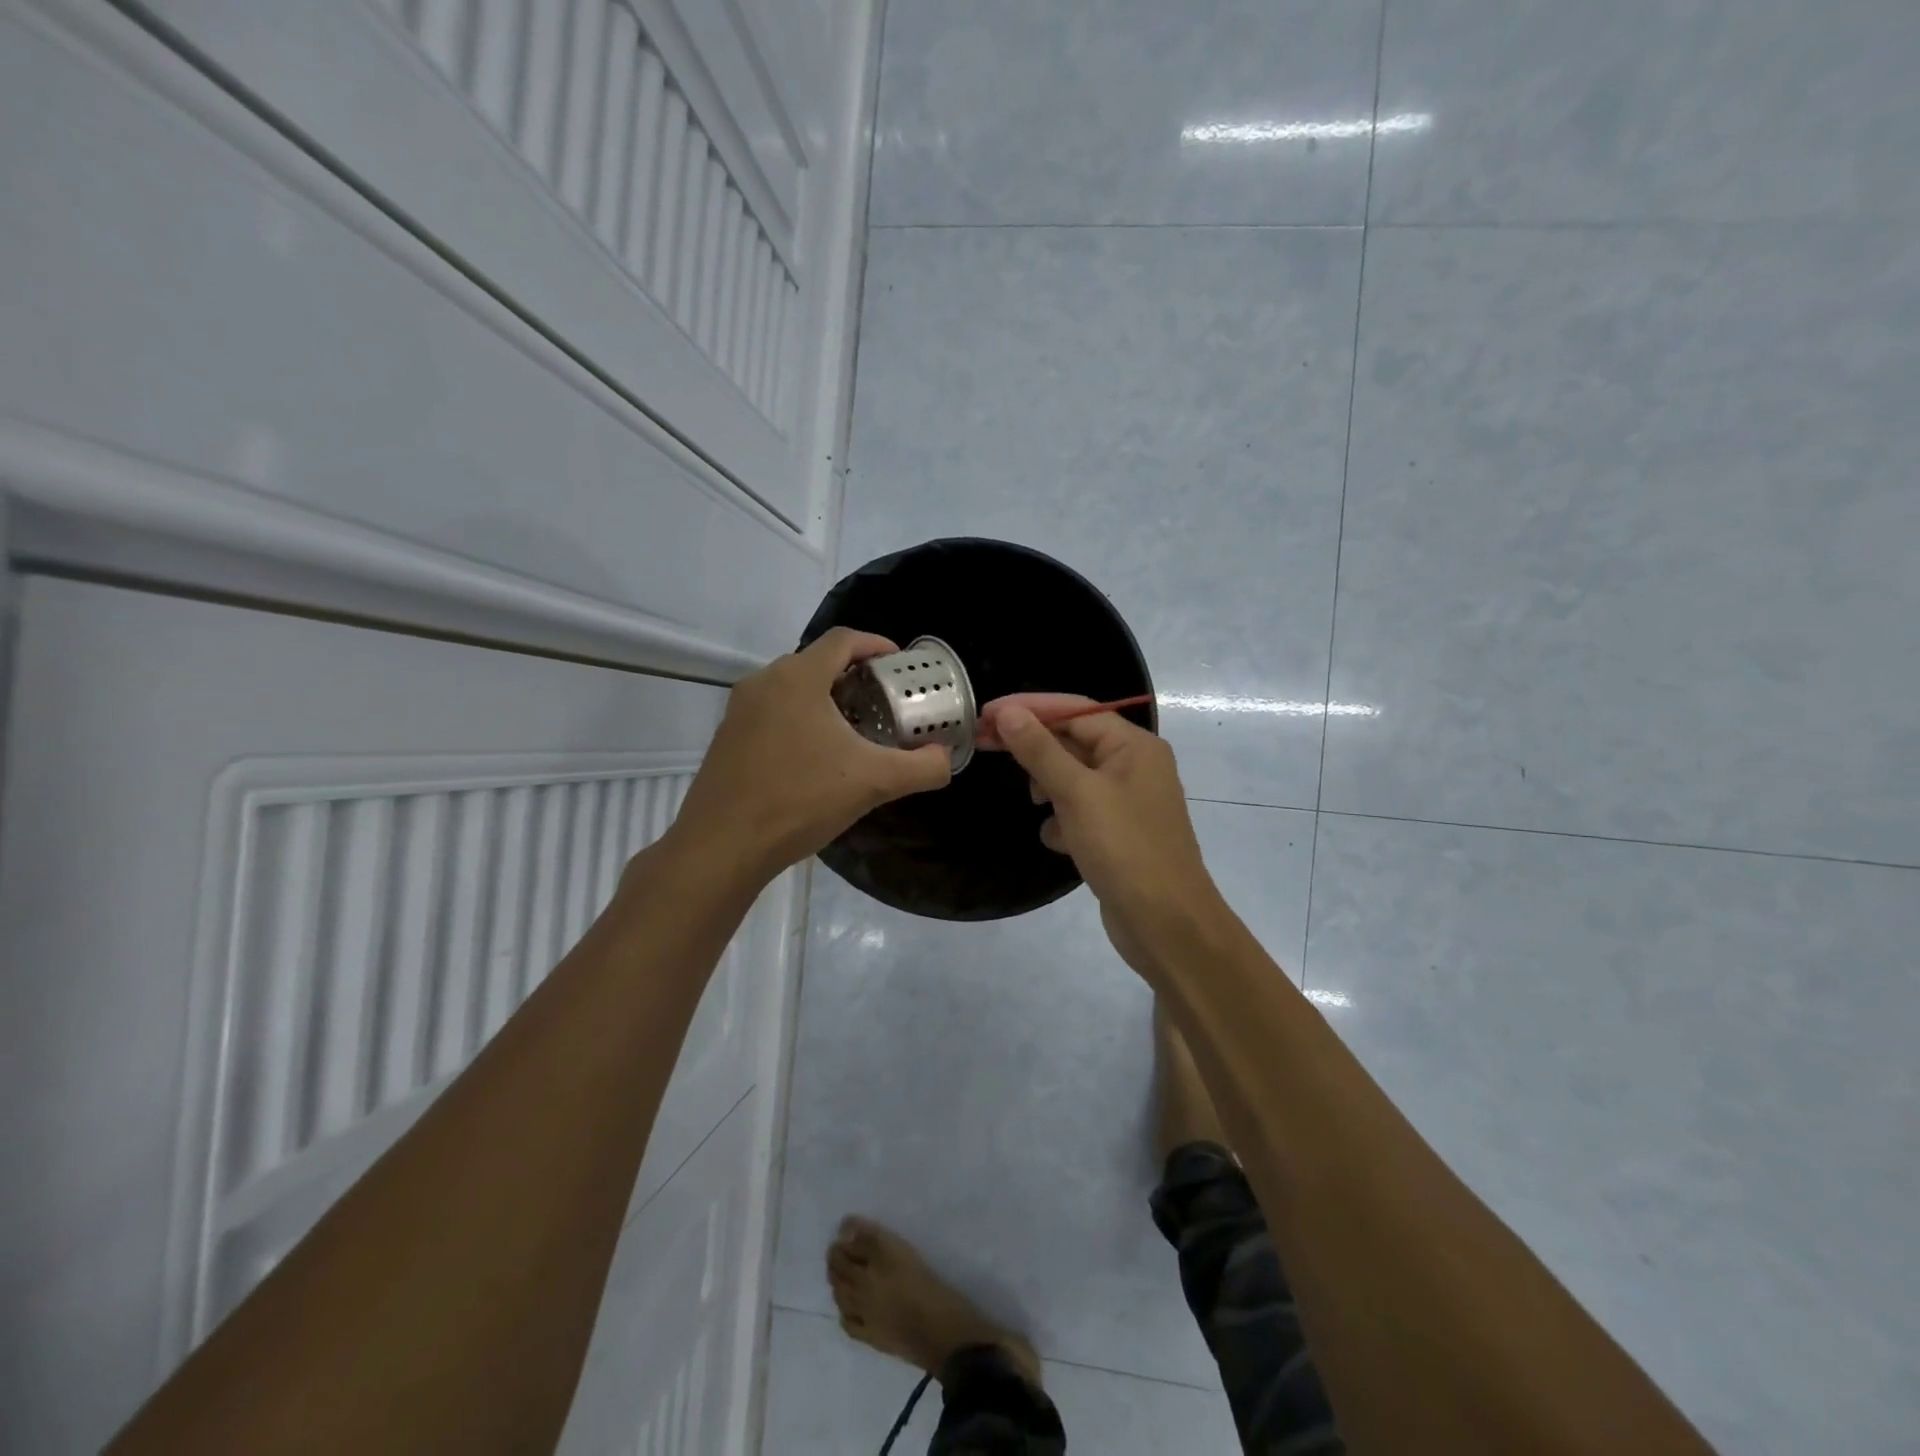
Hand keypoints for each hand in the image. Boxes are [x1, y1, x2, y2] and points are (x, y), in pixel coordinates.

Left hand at [674, 629, 951, 880]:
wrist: (722, 846)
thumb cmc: (800, 800)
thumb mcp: (874, 783)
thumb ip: (922, 767)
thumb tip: (945, 759)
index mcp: (798, 678)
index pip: (843, 640)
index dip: (876, 644)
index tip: (899, 663)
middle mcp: (764, 682)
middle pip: (817, 662)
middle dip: (854, 675)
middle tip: (883, 701)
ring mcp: (739, 710)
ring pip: (792, 688)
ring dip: (826, 699)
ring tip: (854, 730)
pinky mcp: (727, 737)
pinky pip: (772, 713)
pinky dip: (800, 719)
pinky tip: (815, 757)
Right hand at [984, 696, 1226, 969]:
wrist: (1167, 925)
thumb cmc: (1125, 849)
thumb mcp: (1077, 793)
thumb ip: (1041, 750)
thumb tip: (1008, 712)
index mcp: (1134, 746)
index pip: (1075, 709)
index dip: (1030, 708)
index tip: (987, 713)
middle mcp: (1135, 766)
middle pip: (1073, 740)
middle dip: (1033, 746)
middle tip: (983, 743)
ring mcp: (1128, 802)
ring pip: (1074, 778)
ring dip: (1049, 785)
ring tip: (1034, 802)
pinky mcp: (1118, 834)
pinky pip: (1081, 812)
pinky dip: (1063, 820)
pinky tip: (1056, 840)